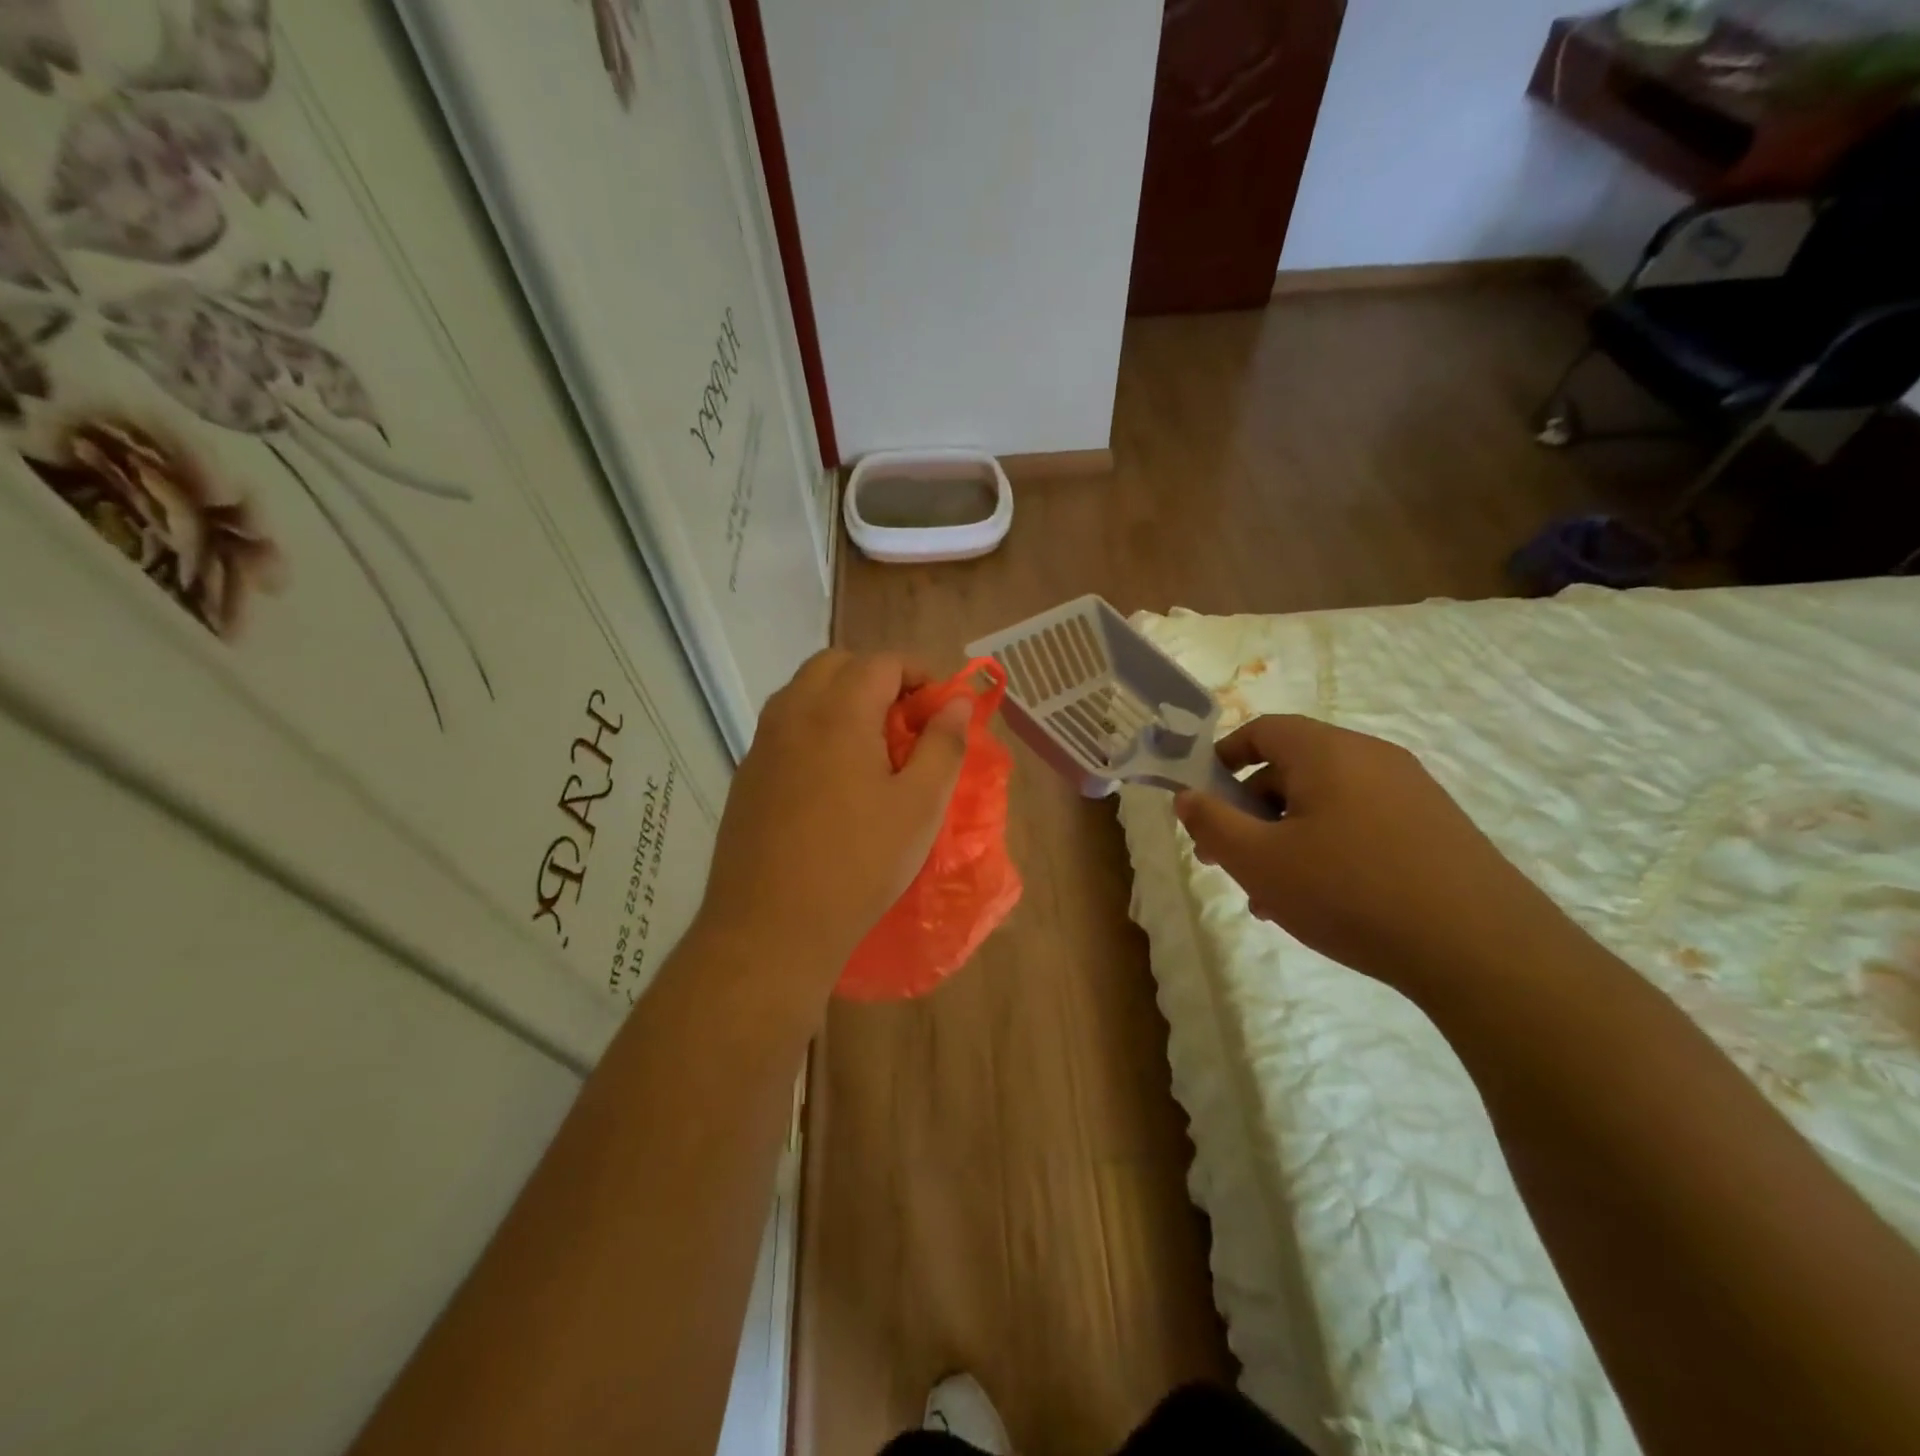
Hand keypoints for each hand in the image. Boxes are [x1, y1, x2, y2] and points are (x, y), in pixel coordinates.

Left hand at [696, 650, 970, 974]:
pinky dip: (816, 727)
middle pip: (837, 665)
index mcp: (838, 712)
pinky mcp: (747, 774)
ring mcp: (762, 744)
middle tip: (907, 722)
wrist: (770, 927)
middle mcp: (793, 713)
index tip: (941, 709)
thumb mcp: (920, 806)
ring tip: (873, 748)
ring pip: (804, 692)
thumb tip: (958, 701)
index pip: (882, 662)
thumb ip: (944, 745)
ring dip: (843, 700)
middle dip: (878, 678)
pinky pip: (785, 727)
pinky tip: (834, 778)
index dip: (920, 674)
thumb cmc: (858, 864)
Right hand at [1175, 715, 1566, 992]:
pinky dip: (1328, 849)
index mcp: (1328, 752)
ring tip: (1271, 896)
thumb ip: (1211, 823)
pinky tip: (1322, 903)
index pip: (1263, 730)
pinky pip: (1362, 825)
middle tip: (1229, 860)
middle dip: (1250, 812)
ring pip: (1325, 804)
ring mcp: (1411, 793)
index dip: (1223, 758)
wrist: (1483, 950)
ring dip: (1286, 839)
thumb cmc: (1351, 892)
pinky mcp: (1436, 829)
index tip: (1203, 799)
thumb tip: (1186, 795)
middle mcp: (1372, 758)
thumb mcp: (1259, 861)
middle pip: (1292, 770)